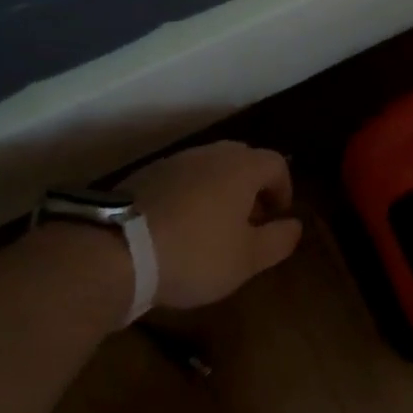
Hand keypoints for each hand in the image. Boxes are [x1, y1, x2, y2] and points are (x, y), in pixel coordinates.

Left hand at [122, 141, 303, 308]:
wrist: (117, 251)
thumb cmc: (195, 254)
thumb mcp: (247, 259)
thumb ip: (279, 240)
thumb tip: (294, 225)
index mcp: (241, 168)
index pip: (277, 163)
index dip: (283, 189)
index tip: (277, 218)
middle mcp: (209, 154)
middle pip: (242, 159)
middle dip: (252, 187)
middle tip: (249, 221)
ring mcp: (173, 162)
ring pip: (209, 167)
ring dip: (219, 190)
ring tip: (213, 227)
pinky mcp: (144, 176)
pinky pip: (180, 179)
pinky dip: (190, 195)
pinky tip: (180, 227)